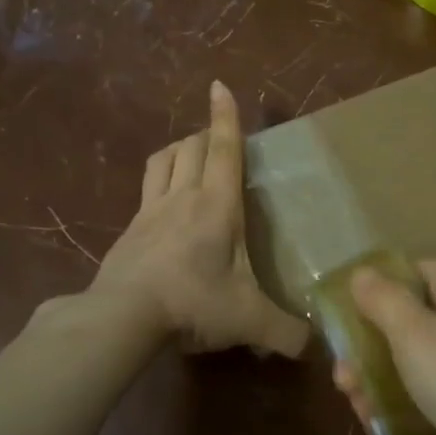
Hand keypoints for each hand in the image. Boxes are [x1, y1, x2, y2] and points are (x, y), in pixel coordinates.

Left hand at [91, 81, 310, 357]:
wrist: (122, 315)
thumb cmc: (192, 303)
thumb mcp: (248, 321)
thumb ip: (287, 334)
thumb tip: (313, 348)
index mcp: (217, 206)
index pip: (224, 150)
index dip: (226, 117)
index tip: (219, 86)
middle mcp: (182, 197)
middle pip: (191, 146)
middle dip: (206, 133)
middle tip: (219, 138)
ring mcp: (150, 211)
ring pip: (163, 160)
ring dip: (178, 149)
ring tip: (190, 156)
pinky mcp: (129, 230)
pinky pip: (145, 190)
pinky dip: (158, 182)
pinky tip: (162, 205)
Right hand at [339, 260, 435, 434]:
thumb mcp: (416, 339)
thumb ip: (384, 300)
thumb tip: (363, 273)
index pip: (418, 271)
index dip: (377, 290)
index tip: (343, 320)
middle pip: (419, 318)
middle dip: (374, 346)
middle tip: (342, 378)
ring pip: (429, 359)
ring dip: (387, 379)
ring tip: (357, 409)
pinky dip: (416, 403)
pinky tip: (386, 427)